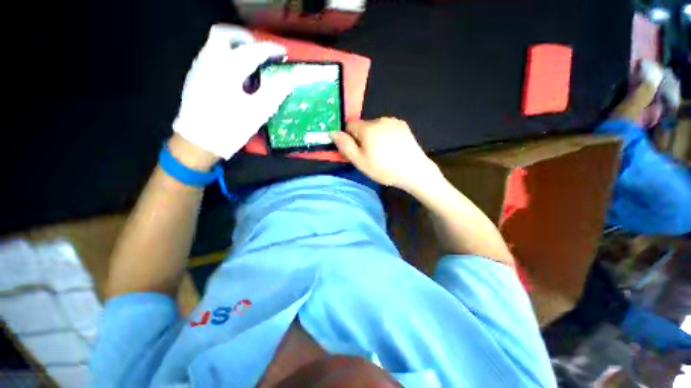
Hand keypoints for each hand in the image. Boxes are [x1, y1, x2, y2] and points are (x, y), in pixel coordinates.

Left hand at [173, 24, 294, 159]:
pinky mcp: (195, 77)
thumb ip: (275, 91)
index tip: (282, 53)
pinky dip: (225, 55)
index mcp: (228, 68)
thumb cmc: (230, 128)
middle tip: (260, 50)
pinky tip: (235, 74)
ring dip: (234, 45)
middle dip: (245, 37)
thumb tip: (291, 78)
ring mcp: (199, 67)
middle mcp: (210, 60)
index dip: (270, 49)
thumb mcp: (258, 112)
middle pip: (225, 34)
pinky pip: (210, 54)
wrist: (198, 142)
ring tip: (250, 61)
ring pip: (214, 43)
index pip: (253, 50)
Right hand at [331, 118, 439, 191]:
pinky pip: (387, 127)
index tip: (357, 151)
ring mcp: (393, 121)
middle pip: (363, 126)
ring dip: (374, 136)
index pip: (350, 125)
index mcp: (368, 128)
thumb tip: (332, 132)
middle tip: (371, 155)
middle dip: (362, 138)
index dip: (350, 138)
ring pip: (375, 127)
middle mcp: (380, 119)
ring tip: (383, 152)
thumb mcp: (360, 161)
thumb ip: (345, 146)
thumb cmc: (384, 169)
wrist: (414, 171)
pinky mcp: (403, 125)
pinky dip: (385, 135)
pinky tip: (392, 148)